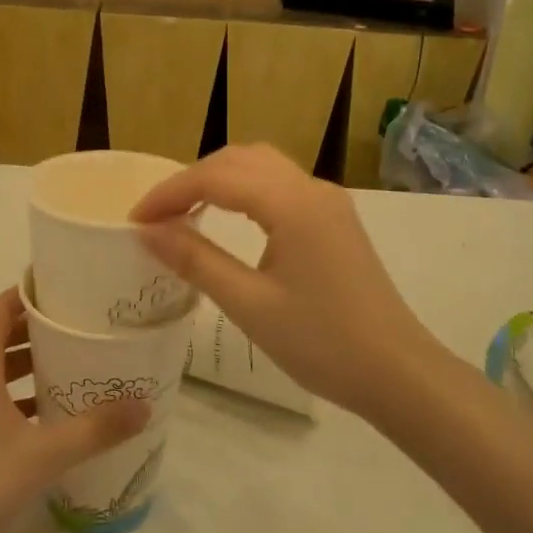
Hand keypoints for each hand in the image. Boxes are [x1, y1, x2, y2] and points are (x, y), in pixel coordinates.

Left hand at [0, 287, 150, 532]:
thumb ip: (96, 428)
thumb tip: (144, 404)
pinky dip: (14, 392)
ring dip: (26, 362)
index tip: (63, 287)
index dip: (27, 293)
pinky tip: (46, 412)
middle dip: (35, 328)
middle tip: (78, 324)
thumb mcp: (45, 453)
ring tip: (69, 362)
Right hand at [131, 143, 439, 420]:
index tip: (134, 219)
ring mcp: (328, 200)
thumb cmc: (321, 342)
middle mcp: (311, 187)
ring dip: (219, 179)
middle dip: (191, 179)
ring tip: (185, 211)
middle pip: (238, 160)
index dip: (169, 193)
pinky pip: (280, 184)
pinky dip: (245, 189)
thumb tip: (147, 231)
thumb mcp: (249, 304)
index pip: (215, 178)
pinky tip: (228, 217)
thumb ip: (195, 260)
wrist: (397, 372)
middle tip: (156, 215)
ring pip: (261, 165)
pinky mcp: (335, 218)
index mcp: (291, 203)